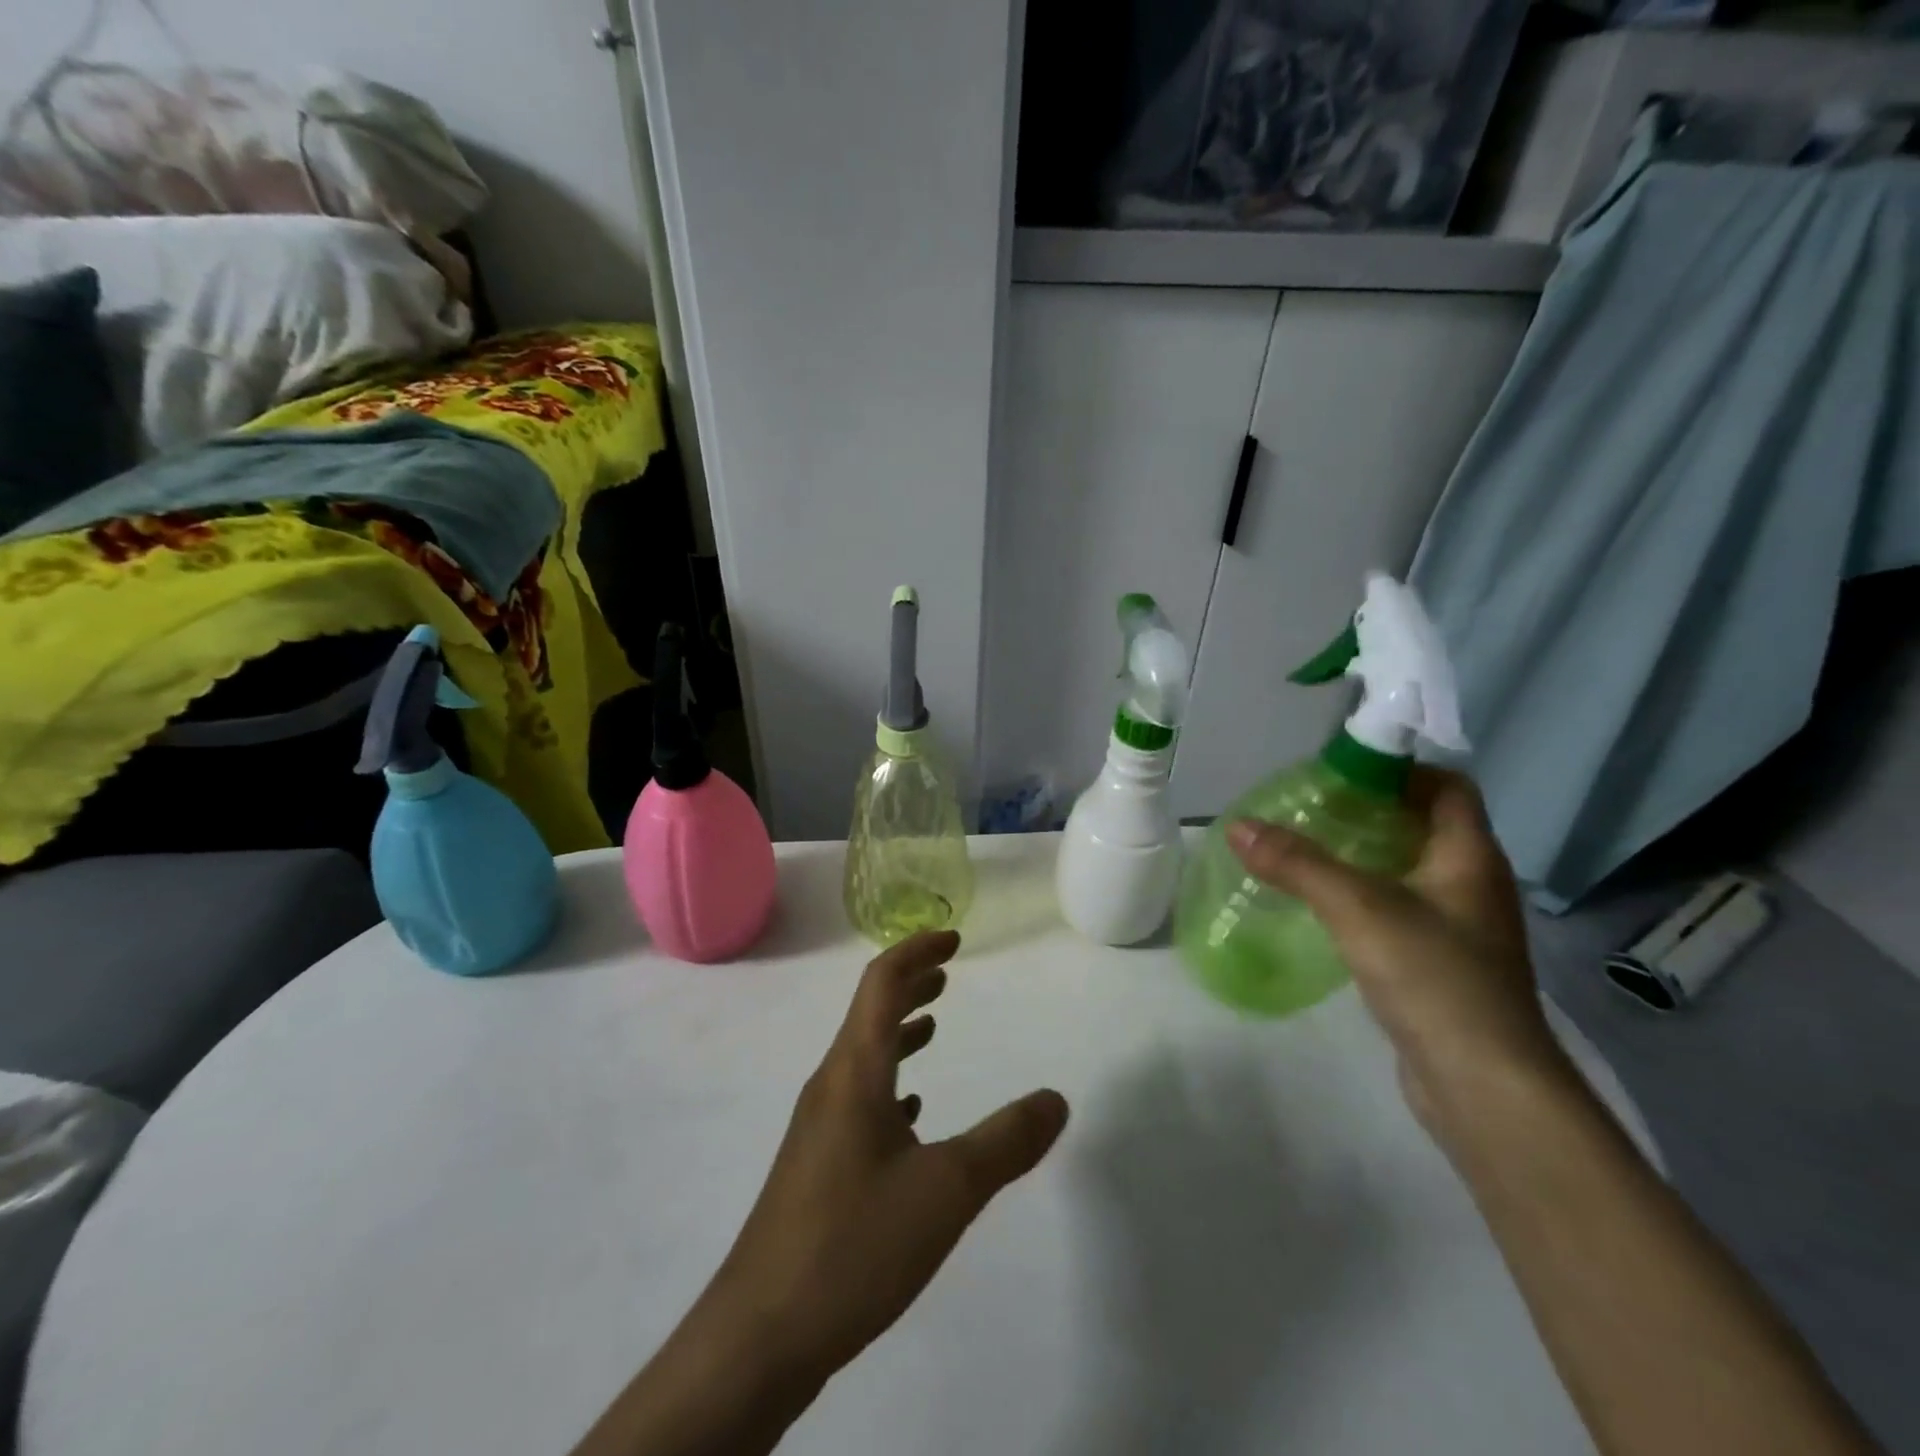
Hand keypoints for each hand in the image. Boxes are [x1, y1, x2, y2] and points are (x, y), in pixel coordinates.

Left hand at [702, 929, 1068, 1392]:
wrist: (760, 1333)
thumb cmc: (853, 1242)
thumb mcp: (946, 1190)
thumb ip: (1005, 1141)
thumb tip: (1056, 1099)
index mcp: (855, 1071)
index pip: (882, 983)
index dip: (917, 951)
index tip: (954, 939)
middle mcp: (832, 1085)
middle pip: (870, 1012)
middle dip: (910, 985)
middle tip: (948, 972)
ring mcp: (820, 1126)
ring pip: (864, 1057)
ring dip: (900, 1031)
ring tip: (934, 1026)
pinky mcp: (817, 1164)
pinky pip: (858, 1099)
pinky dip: (890, 1082)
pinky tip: (911, 1111)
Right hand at [1226, 768, 1572, 1139]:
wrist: (1485, 1086)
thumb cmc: (1433, 977)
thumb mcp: (1358, 908)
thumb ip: (1297, 863)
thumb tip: (1238, 825)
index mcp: (1469, 856)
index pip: (1447, 787)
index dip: (1400, 770)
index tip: (1342, 772)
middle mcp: (1472, 883)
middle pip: (1423, 825)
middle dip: (1368, 810)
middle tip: (1309, 808)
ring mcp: (1460, 927)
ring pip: (1409, 869)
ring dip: (1363, 854)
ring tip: (1305, 849)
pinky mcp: (1442, 963)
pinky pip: (1401, 908)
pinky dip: (1365, 895)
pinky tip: (1324, 905)